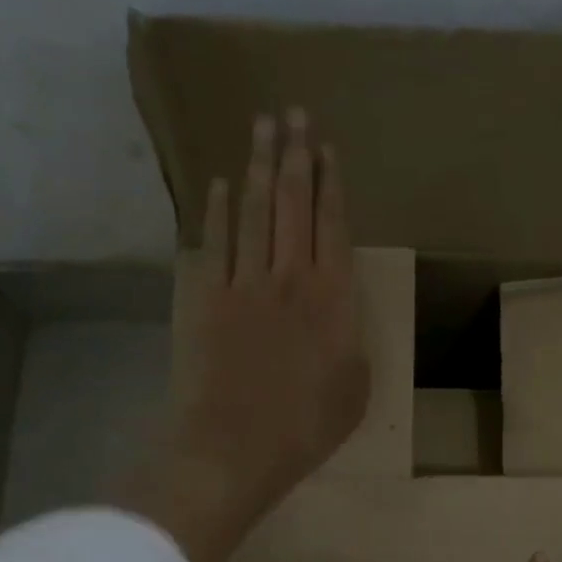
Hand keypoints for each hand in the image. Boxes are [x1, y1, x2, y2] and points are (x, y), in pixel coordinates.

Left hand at [124, 108, 368, 561]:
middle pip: (293, 205)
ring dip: (259, 167)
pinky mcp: (205, 299)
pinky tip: (223, 185)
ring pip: (254, 212)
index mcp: (334, 301)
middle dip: (295, 156)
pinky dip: (219, 210)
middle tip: (293, 114)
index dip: (331, 184)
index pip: (333, 227)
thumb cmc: (306, 428)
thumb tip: (342, 316)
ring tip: (261, 128)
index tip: (327, 148)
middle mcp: (290, 279)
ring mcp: (244, 285)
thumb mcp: (355, 391)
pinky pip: (214, 242)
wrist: (233, 446)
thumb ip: (352, 342)